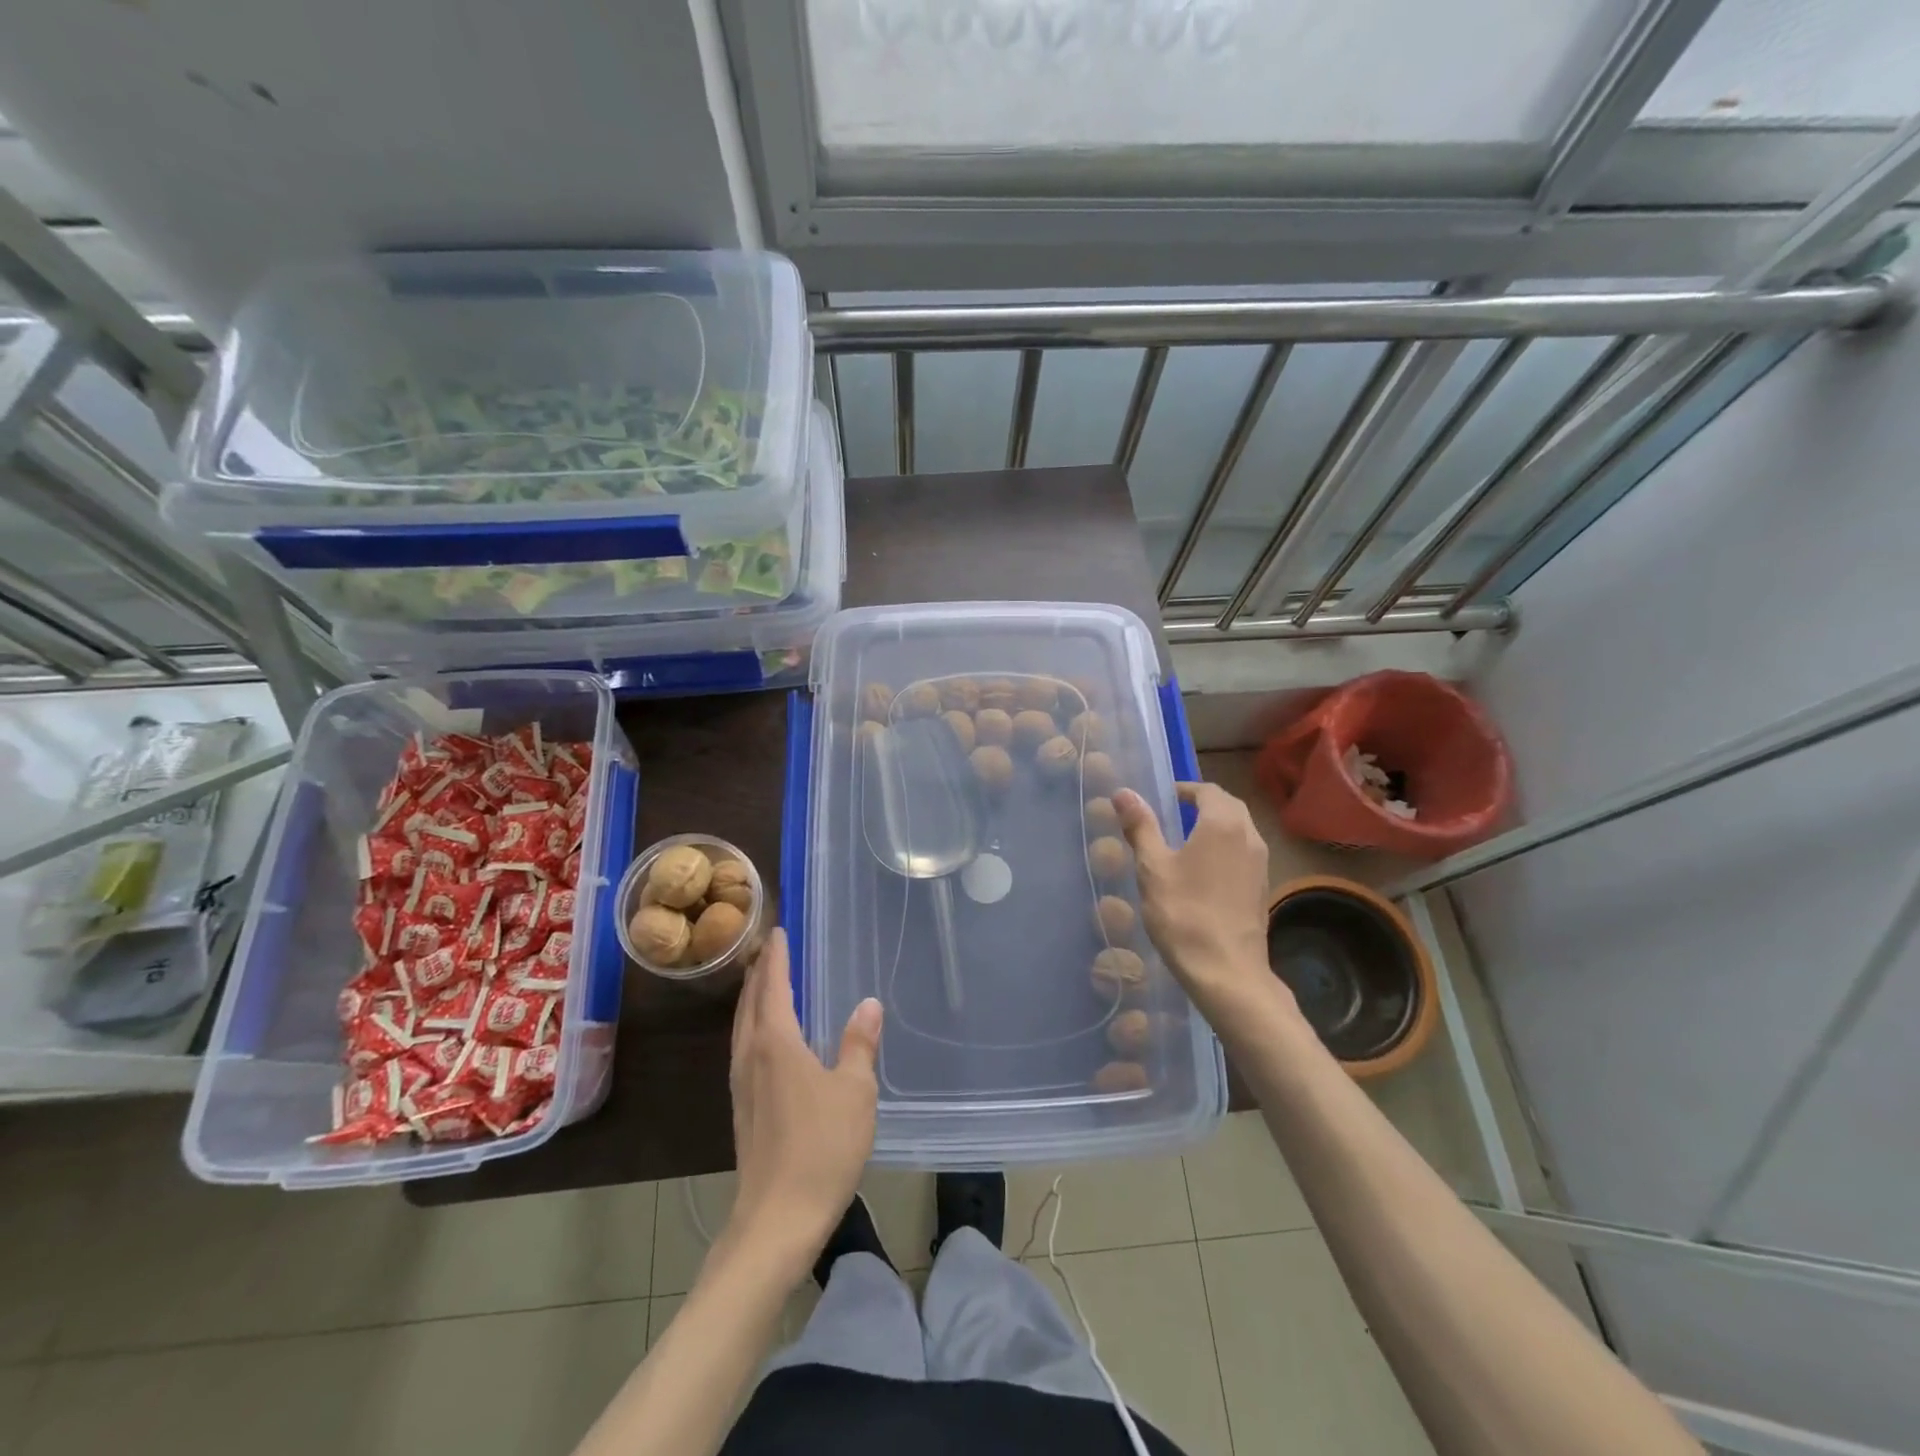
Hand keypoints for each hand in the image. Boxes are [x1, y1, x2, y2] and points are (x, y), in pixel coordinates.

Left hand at [724, 930, 882, 1276]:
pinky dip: (754, 1026)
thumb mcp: (854, 1092)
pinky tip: (768, 1039)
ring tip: (766, 982)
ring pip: (742, 1026)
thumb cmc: (821, 1148)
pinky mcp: (743, 1109)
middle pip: (749, 1002)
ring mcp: (742, 1085)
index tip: (777, 930)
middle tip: (770, 948)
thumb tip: (868, 1003)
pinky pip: (745, 1048)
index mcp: (775, 1043)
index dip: (775, 956)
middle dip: (758, 972)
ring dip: (753, 999)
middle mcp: (751, 1056)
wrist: (776, 1221)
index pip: (772, 985)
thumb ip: (859, 1044)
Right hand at [1114, 783, 1280, 1015]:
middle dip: (1202, 804)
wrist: (1226, 971)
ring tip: (1186, 841)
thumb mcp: (1152, 868)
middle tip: (1173, 814)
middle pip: (1228, 806)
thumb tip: (1123, 792)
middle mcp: (1249, 836)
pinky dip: (1225, 849)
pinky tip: (1203, 872)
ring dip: (1216, 826)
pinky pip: (1244, 854)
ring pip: (1240, 830)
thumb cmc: (1184, 913)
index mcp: (1223, 823)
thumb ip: (1140, 826)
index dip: (1185, 789)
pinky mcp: (1262, 888)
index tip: (1163, 798)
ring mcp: (1261, 864)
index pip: (1208, 790)